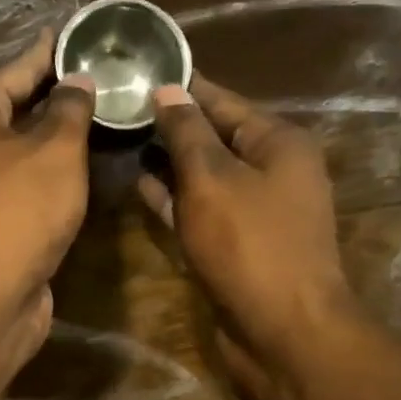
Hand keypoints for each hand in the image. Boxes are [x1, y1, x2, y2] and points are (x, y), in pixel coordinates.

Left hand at [0, 28, 95, 366]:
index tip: (75, 34)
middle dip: (53, 93)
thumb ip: (70, 110)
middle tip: (97, 74)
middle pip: (13, 109)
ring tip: (97, 114)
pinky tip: (80, 168)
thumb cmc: (19, 210)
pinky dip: (50, 172)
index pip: (14, 70)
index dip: (47, 52)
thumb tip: (77, 81)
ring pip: (20, 150)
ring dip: (54, 135)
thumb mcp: (55, 150)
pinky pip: (25, 183)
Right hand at [137, 75, 355, 398]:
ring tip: (120, 140)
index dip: (181, 86)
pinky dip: (174, 198)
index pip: (222, 100)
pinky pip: (201, 209)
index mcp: (277, 142)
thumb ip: (186, 133)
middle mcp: (271, 169)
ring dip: (167, 162)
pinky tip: (139, 185)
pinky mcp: (237, 243)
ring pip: (204, 174)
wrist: (283, 330)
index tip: (138, 69)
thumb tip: (168, 89)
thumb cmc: (250, 245)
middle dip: (169, 124)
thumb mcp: (212, 179)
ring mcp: (254, 209)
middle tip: (117, 107)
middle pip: (213, 136)